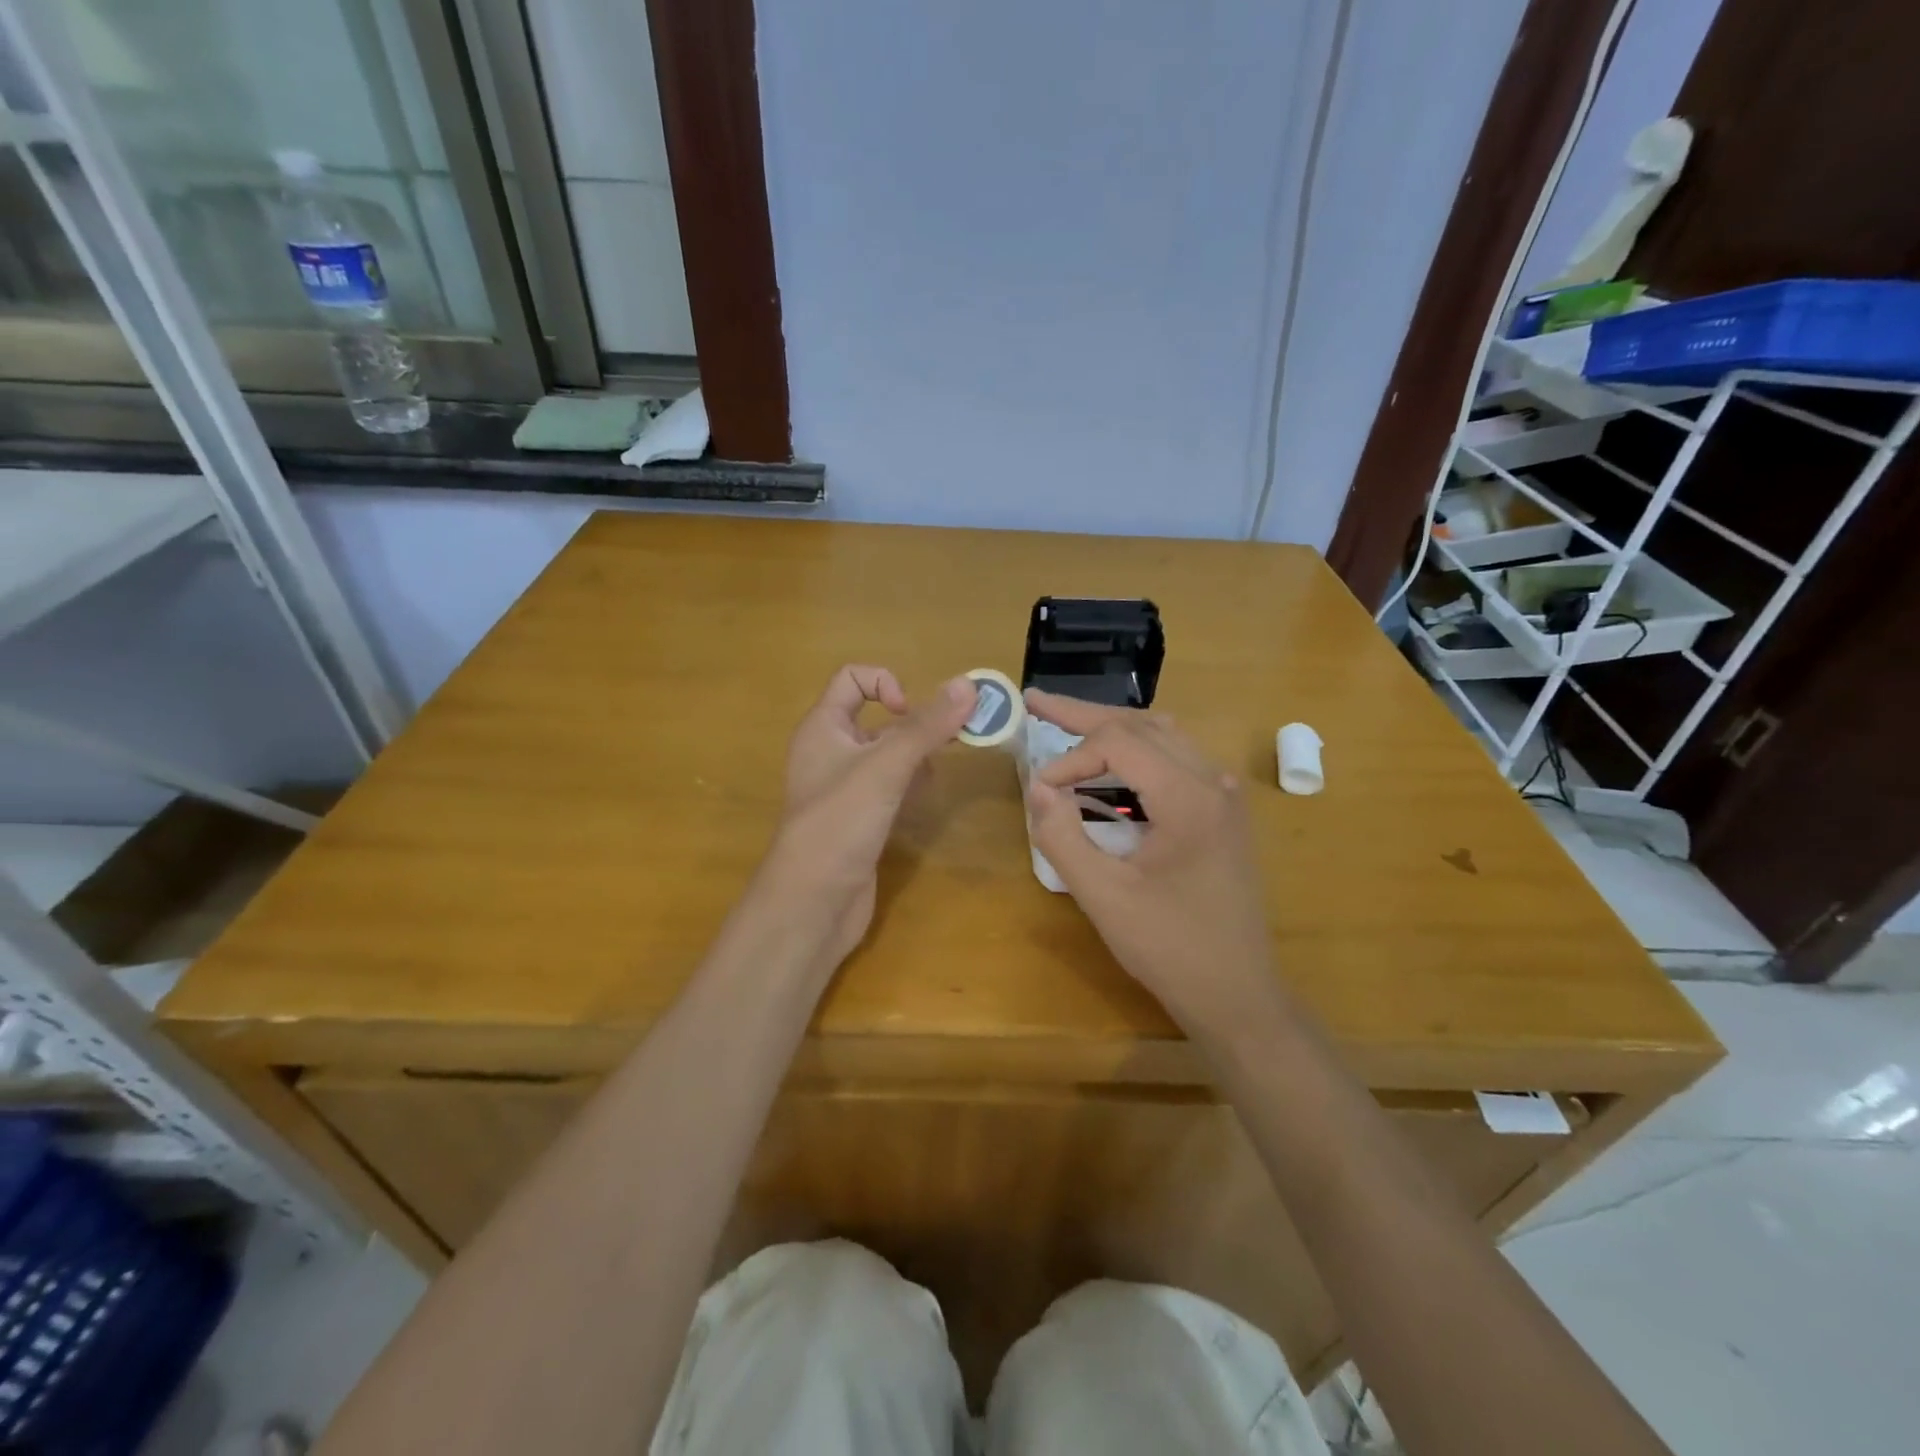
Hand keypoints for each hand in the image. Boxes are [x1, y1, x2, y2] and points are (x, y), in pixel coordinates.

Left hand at [762, 665, 976, 963]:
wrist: (812, 903)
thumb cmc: (840, 822)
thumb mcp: (885, 767)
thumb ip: (926, 726)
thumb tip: (968, 684)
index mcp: (823, 728)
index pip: (852, 680)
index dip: (885, 684)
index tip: (910, 714)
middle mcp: (830, 752)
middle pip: (877, 719)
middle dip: (915, 726)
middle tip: (951, 740)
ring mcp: (844, 790)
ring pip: (887, 757)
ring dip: (917, 757)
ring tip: (938, 773)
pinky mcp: (859, 821)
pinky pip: (889, 789)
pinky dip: (909, 787)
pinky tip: (924, 800)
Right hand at [1023, 689, 1278, 1037]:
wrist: (1237, 993)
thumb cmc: (1170, 948)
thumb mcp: (1103, 897)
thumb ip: (1062, 837)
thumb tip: (1037, 787)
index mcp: (1190, 797)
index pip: (1119, 743)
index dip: (1070, 758)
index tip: (1039, 791)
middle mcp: (1214, 781)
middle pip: (1144, 724)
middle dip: (1086, 716)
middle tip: (1038, 702)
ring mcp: (1224, 795)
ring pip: (1164, 735)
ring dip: (1114, 729)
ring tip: (1067, 725)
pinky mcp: (1223, 812)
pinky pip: (1178, 759)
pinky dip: (1137, 752)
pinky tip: (1110, 765)